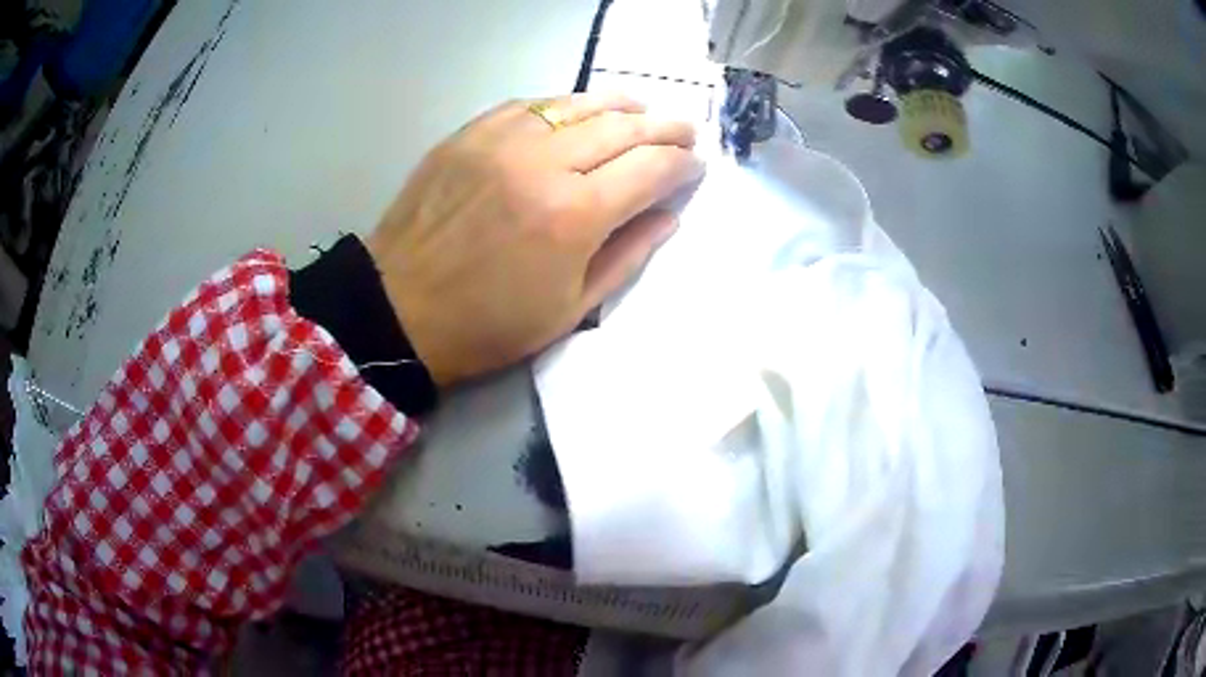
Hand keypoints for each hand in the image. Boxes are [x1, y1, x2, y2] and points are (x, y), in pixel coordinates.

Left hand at [367, 94, 704, 387]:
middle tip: (685, 131)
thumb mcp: (569, 310)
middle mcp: (543, 163)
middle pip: (621, 127)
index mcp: (574, 215)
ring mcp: (502, 141)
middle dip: (664, 127)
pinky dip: (565, 105)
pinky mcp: (470, 134)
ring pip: (578, 104)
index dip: (682, 164)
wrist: (400, 309)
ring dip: (619, 104)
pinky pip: (530, 105)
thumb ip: (627, 255)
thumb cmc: (488, 324)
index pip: (650, 169)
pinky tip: (578, 111)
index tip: (696, 166)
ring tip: (642, 108)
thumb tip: (668, 216)